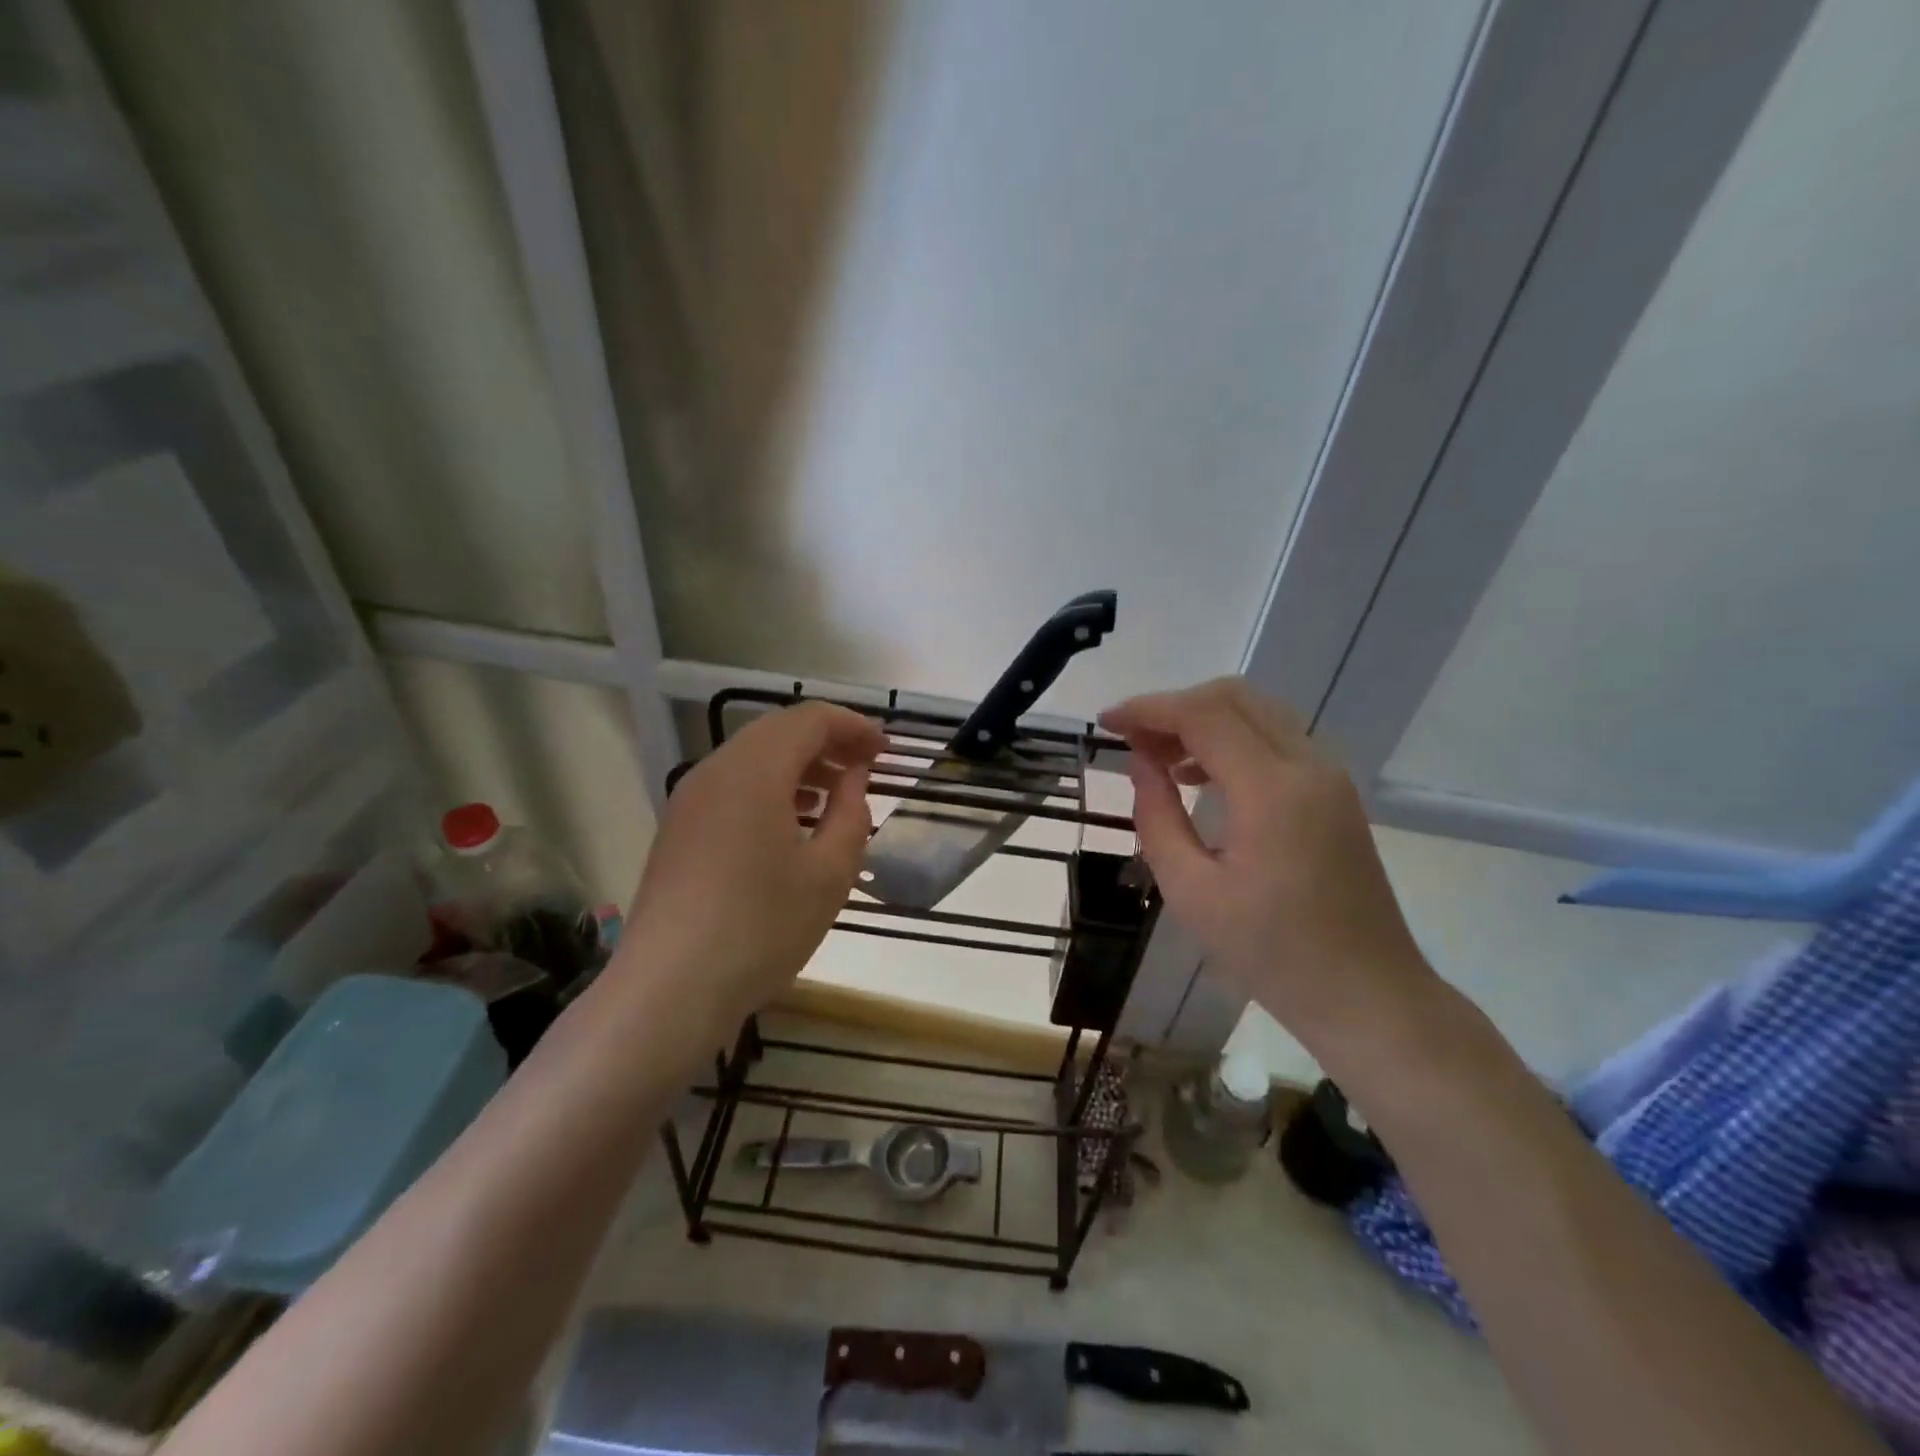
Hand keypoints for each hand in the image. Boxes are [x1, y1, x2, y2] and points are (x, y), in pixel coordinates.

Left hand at [622, 702, 886, 1027]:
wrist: (670, 989)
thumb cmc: (762, 927)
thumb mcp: (829, 873)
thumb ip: (851, 812)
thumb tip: (853, 777)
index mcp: (754, 771)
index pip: (810, 720)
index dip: (853, 726)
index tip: (886, 750)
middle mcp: (715, 771)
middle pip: (778, 731)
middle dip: (827, 741)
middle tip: (865, 767)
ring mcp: (689, 800)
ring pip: (752, 758)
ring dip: (798, 764)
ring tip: (834, 795)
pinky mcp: (678, 829)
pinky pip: (732, 786)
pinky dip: (769, 788)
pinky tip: (791, 823)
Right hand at [1100, 678, 1431, 1043]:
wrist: (1367, 995)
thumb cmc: (1271, 954)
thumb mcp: (1192, 892)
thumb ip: (1157, 817)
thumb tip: (1141, 763)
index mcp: (1272, 791)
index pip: (1203, 715)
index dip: (1149, 709)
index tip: (1107, 722)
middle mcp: (1308, 766)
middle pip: (1233, 698)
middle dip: (1174, 707)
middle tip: (1132, 740)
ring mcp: (1329, 776)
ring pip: (1257, 712)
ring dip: (1203, 720)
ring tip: (1157, 758)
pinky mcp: (1334, 793)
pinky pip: (1275, 739)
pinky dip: (1231, 739)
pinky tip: (1199, 776)